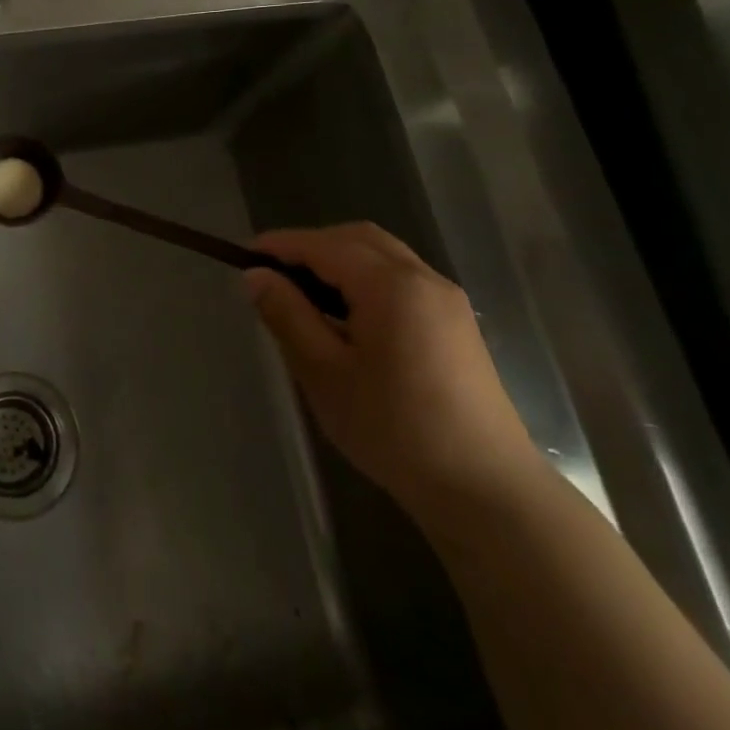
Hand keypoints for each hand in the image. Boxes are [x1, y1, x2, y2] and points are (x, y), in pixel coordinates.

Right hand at [244, 223, 540, 517]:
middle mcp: (424, 279)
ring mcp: (447, 300)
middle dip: (312, 245)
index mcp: (391, 286)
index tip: (243, 255)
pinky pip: (402, 278)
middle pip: (358, 238)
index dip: (281, 245)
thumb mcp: (324, 373)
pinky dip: (366, 277)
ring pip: (383, 255)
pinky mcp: (457, 324)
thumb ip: (287, 315)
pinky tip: (347, 315)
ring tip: (304, 293)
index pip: (324, 245)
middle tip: (273, 273)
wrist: (486, 490)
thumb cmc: (394, 429)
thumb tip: (255, 276)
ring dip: (340, 259)